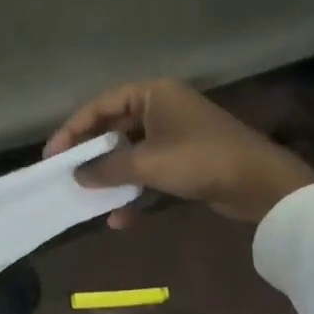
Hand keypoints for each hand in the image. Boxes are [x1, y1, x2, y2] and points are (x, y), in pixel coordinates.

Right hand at [44, 79, 313, 225]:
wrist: (260, 184)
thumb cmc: (199, 160)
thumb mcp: (147, 163)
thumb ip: (107, 168)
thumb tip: (78, 176)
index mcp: (153, 94)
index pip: (102, 105)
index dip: (73, 129)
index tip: (52, 154)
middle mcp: (162, 109)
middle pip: (115, 129)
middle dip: (91, 155)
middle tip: (65, 173)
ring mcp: (176, 135)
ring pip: (132, 153)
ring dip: (111, 176)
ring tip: (87, 196)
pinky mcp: (186, 161)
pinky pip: (150, 172)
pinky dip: (135, 191)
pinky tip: (120, 218)